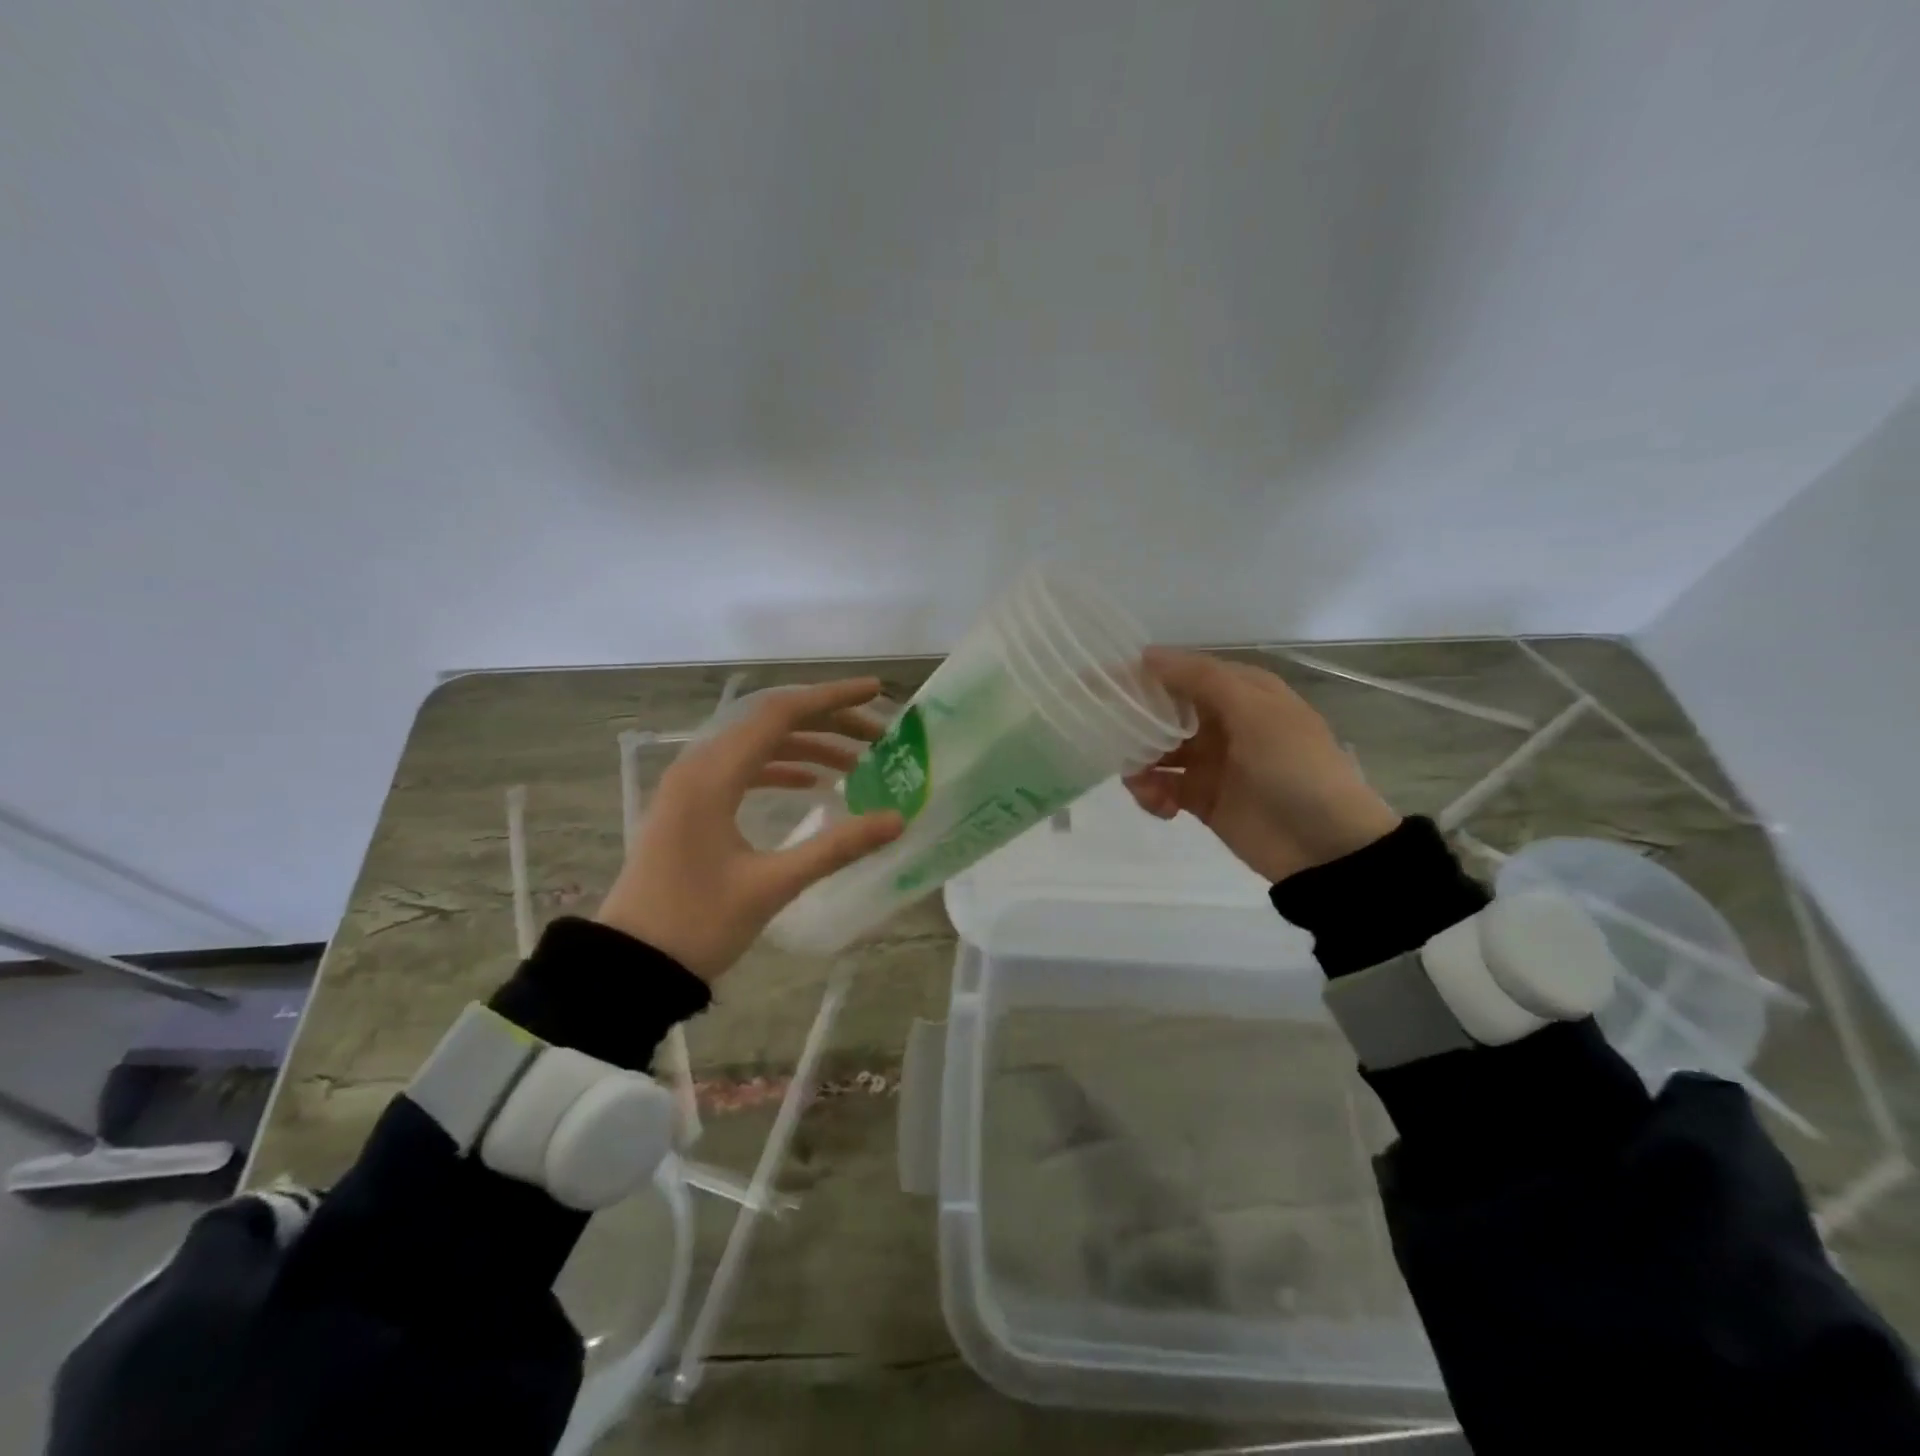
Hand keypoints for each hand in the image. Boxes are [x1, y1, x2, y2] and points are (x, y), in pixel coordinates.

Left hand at [595, 679, 904, 978]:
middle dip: (828, 721)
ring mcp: (691, 785)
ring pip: (758, 744)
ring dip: (807, 746)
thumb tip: (896, 820)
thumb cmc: (698, 924)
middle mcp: (699, 766)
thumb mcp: (774, 885)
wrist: (631, 965)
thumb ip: (837, 847)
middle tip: (879, 736)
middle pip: (771, 722)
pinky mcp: (691, 805)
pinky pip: (742, 769)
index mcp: (713, 775)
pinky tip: (812, 784)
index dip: (833, 698)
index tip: (877, 692)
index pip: (781, 713)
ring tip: (857, 762)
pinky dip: (780, 768)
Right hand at [1124, 648, 1400, 883]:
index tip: (1097, 683)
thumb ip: (1201, 680)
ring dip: (1139, 763)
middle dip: (1133, 723)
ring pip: (1155, 750)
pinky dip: (1151, 793)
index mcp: (1239, 692)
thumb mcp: (1256, 712)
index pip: (1179, 673)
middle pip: (1162, 712)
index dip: (1140, 676)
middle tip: (1107, 736)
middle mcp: (1221, 721)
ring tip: (1139, 782)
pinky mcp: (1201, 799)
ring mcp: (1210, 762)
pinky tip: (1160, 806)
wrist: (1326, 847)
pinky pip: (1161, 787)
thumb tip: (1147, 655)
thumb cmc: (1295, 768)